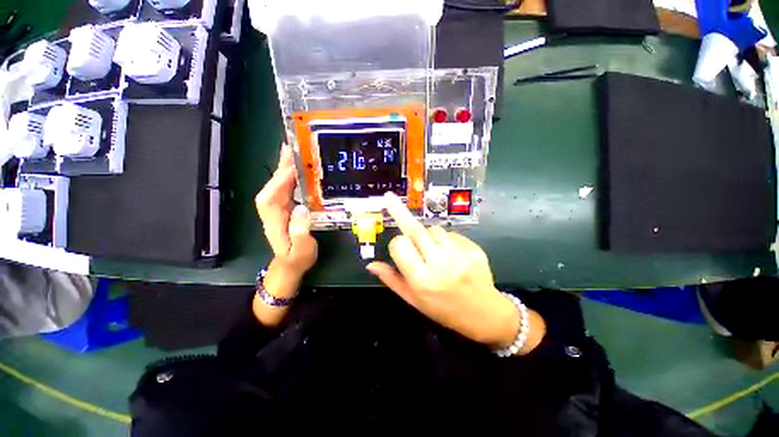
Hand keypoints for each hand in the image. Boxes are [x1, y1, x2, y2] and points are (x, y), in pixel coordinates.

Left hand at [255, 144, 317, 289]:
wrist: (290, 264)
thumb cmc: (297, 258)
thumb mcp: (302, 250)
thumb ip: (300, 232)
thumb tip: (302, 208)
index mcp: (273, 219)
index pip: (272, 196)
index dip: (280, 179)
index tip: (293, 165)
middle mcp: (272, 209)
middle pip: (273, 184)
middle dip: (281, 166)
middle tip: (292, 147)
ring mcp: (278, 207)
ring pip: (279, 183)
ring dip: (286, 167)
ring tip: (296, 151)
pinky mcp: (285, 206)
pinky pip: (286, 187)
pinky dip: (291, 176)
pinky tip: (299, 168)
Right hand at [367, 193, 544, 351]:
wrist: (485, 315)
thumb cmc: (444, 310)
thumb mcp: (414, 300)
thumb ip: (392, 280)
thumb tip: (371, 264)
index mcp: (421, 279)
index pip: (399, 244)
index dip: (396, 244)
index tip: (398, 248)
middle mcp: (440, 264)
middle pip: (415, 229)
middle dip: (401, 213)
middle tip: (390, 198)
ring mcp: (459, 254)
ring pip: (433, 229)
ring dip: (428, 235)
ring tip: (435, 251)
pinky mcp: (473, 248)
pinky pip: (451, 233)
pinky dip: (445, 239)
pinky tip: (451, 253)